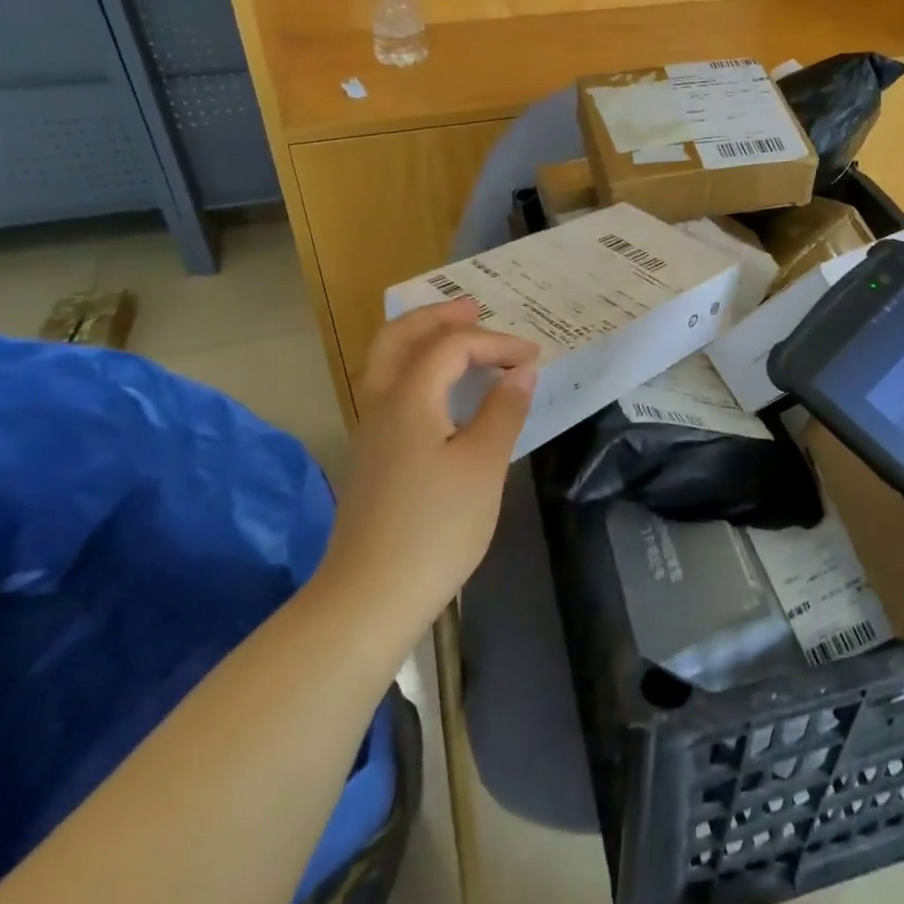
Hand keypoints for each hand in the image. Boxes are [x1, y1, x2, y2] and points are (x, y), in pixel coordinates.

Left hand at [319, 301, 537, 629]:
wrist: (371, 595)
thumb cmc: (436, 526)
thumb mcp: (483, 465)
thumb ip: (503, 410)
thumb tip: (521, 370)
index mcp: (407, 398)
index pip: (451, 346)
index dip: (495, 342)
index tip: (533, 357)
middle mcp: (380, 404)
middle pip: (398, 338)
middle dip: (437, 317)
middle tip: (474, 308)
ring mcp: (370, 432)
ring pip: (386, 364)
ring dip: (421, 340)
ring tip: (457, 337)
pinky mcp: (373, 458)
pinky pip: (391, 390)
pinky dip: (417, 370)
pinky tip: (442, 391)